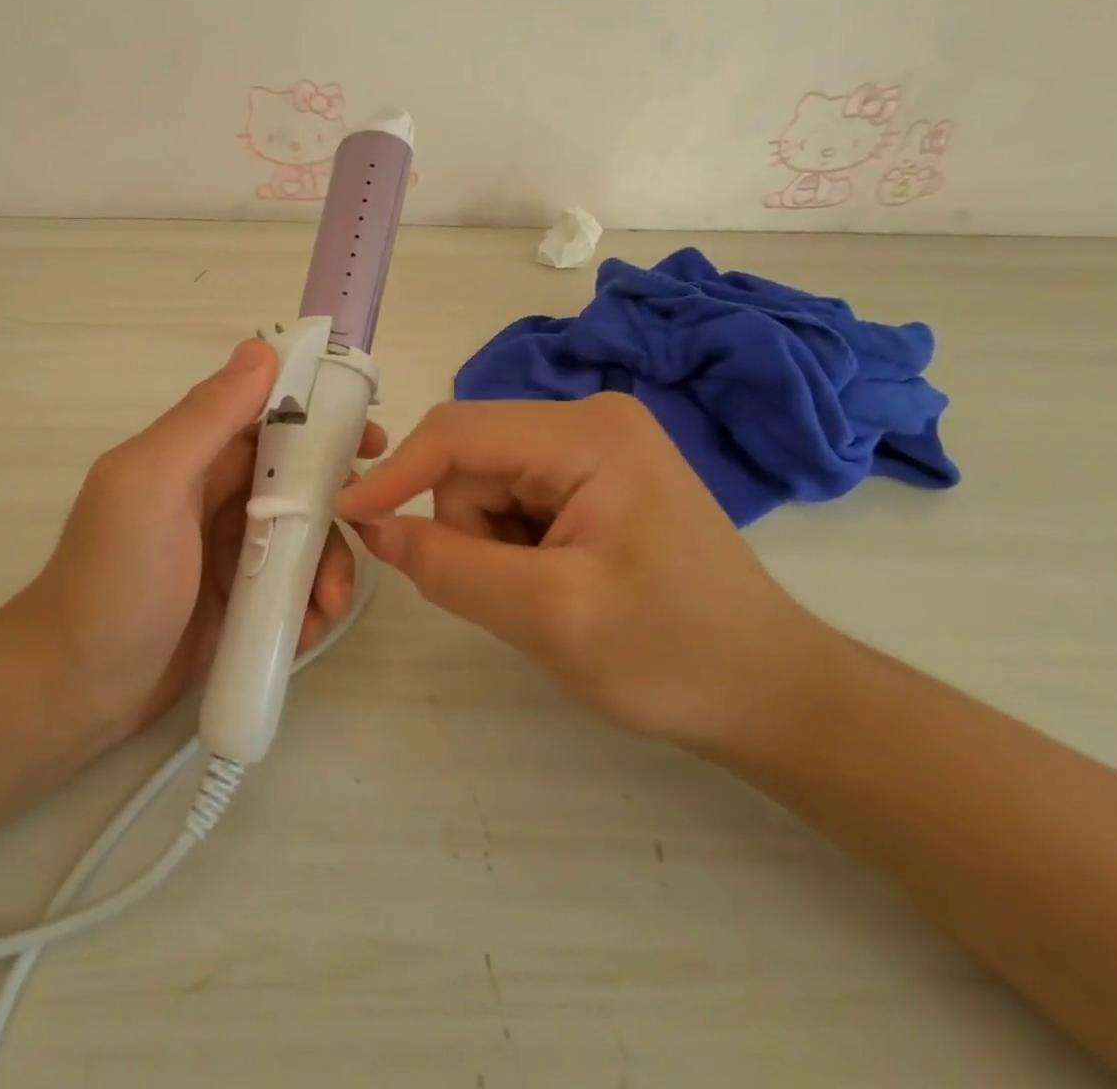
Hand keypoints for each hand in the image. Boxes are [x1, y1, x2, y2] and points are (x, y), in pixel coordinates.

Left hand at [12, 339, 386, 741]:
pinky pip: (292, 587)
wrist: (77, 691)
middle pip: (298, 479)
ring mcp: (230, 551)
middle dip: (338, 500)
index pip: (268, 416)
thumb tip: (261, 349)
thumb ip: (205, 419)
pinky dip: (309, 602)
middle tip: (372, 524)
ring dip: (329, 564)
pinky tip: (310, 628)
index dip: (321, 418)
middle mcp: (216, 496)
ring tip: (331, 605)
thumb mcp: (152, 486)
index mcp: (193, 456)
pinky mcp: (241, 602)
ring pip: (303, 537)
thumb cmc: (114, 579)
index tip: (368, 437)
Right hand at [336, 394, 828, 751]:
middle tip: (513, 594)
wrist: (772, 694)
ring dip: (489, 544)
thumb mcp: (549, 616)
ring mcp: (592, 448)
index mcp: (587, 434)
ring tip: (546, 594)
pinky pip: (512, 501)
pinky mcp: (592, 478)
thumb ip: (449, 567)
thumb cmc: (674, 655)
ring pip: (484, 486)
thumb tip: (369, 525)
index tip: (344, 516)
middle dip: (467, 530)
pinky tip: (557, 581)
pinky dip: (510, 547)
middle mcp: (587, 421)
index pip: (458, 434)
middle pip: (471, 463)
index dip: (393, 475)